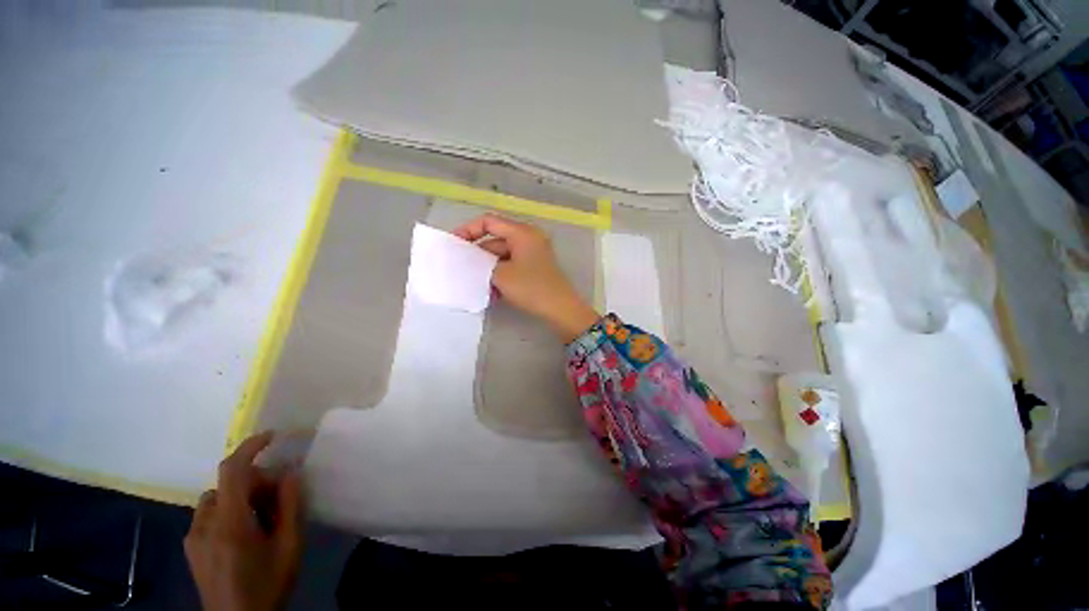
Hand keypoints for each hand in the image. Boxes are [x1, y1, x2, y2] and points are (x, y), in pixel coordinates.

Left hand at [184, 432, 303, 610]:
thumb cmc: (268, 584)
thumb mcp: (290, 545)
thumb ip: (291, 505)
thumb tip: (291, 471)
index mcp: (229, 523)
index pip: (233, 470)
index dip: (250, 447)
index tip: (273, 436)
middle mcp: (204, 524)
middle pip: (228, 484)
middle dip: (257, 483)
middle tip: (280, 500)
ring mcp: (194, 537)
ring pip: (217, 499)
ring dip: (241, 497)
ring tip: (262, 519)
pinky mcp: (191, 547)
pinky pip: (209, 515)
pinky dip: (228, 511)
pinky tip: (244, 533)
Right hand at [453, 214, 598, 341]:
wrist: (560, 309)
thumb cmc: (531, 287)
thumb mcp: (500, 274)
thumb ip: (480, 263)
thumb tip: (468, 260)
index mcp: (521, 232)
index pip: (488, 221)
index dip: (468, 230)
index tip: (454, 245)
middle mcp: (528, 238)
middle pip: (495, 240)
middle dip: (478, 255)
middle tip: (461, 269)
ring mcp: (532, 253)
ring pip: (502, 256)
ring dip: (488, 269)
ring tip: (476, 285)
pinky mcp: (534, 267)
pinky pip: (511, 266)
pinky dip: (500, 276)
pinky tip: (492, 292)